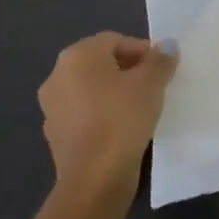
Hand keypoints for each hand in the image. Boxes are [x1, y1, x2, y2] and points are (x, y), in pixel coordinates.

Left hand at [38, 33, 179, 200]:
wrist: (94, 178)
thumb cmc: (122, 117)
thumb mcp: (151, 82)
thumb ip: (161, 59)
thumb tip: (167, 46)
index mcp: (77, 56)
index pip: (116, 41)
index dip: (143, 51)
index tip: (162, 69)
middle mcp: (57, 76)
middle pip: (101, 63)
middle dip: (129, 70)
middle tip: (154, 85)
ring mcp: (52, 107)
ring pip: (92, 89)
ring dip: (115, 93)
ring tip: (141, 108)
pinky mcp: (55, 135)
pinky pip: (85, 114)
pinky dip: (102, 115)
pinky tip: (123, 129)